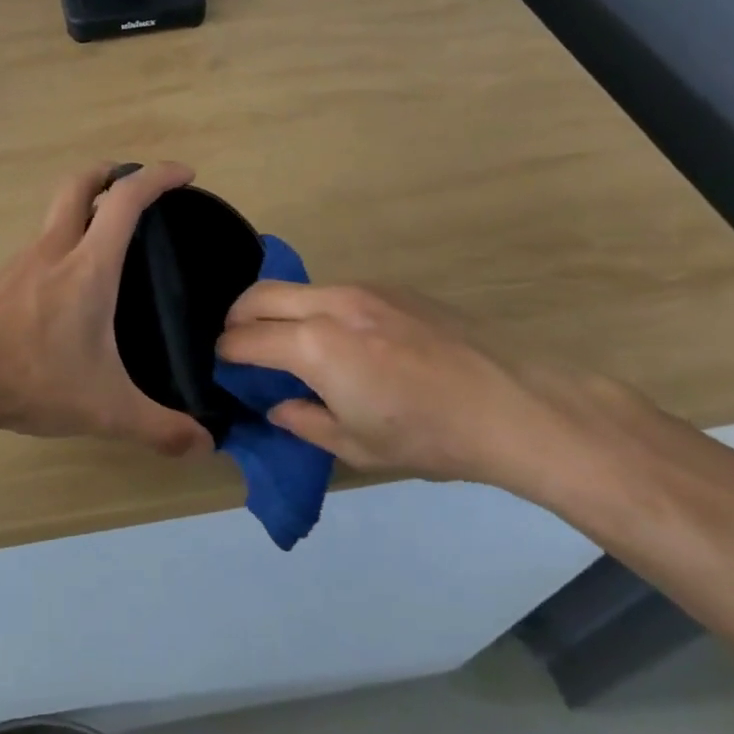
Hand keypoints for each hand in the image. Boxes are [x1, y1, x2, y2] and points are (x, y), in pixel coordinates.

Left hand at [0, 163, 213, 458]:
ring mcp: (21, 261)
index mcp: (87, 266)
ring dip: (83, 209)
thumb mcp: (107, 409)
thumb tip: (205, 446)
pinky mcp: (1, 280)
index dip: (157, 177)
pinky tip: (69, 284)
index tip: (184, 174)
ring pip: (55, 214)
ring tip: (109, 241)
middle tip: (134, 186)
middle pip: (79, 184)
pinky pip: (40, 245)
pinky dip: (62, 242)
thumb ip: (159, 428)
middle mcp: (54, 249)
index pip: (125, 200)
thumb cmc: (35, 380)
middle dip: (110, 172)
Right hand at [216, 281, 639, 487]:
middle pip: (259, 295)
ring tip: (287, 341)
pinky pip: (334, 291)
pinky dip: (315, 309)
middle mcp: (330, 304)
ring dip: (278, 309)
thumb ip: (304, 422)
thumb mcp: (357, 446)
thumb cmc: (429, 436)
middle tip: (238, 343)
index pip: (246, 338)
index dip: (226, 352)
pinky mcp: (392, 288)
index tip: (221, 363)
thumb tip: (277, 407)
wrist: (513, 405)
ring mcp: (363, 289)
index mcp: (314, 345)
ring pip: (298, 288)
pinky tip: (340, 339)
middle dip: (237, 317)